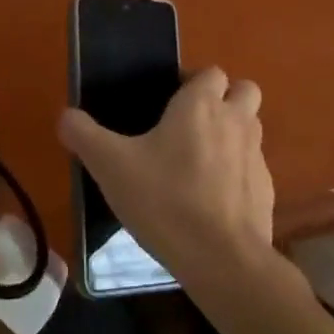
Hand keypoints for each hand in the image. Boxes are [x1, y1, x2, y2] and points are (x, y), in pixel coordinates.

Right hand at [59, 65, 275, 293]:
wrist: (223, 261)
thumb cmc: (166, 200)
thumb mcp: (111, 166)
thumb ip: (84, 136)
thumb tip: (66, 116)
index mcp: (201, 105)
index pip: (211, 72)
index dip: (193, 82)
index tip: (169, 103)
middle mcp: (235, 121)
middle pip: (243, 91)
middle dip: (225, 99)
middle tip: (192, 124)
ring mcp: (256, 157)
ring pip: (251, 128)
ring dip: (233, 134)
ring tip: (200, 161)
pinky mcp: (267, 192)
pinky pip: (253, 169)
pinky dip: (238, 175)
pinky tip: (213, 200)